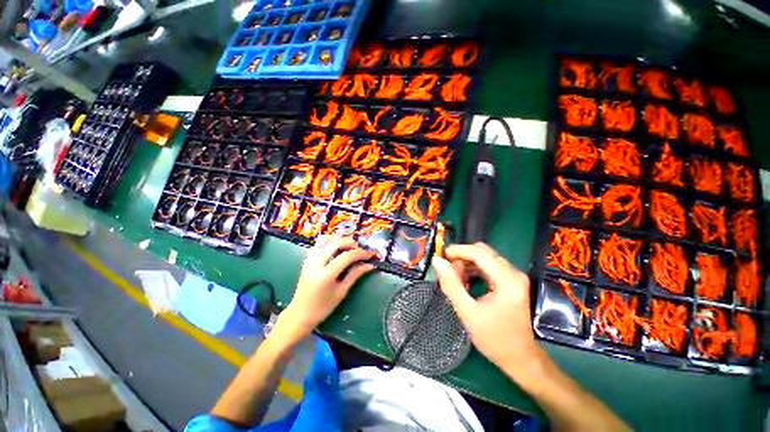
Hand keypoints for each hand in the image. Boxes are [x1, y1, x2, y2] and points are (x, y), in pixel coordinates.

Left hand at [278, 235, 374, 340]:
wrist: (300, 313)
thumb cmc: (323, 307)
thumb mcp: (341, 292)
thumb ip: (355, 275)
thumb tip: (369, 265)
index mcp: (325, 274)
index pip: (346, 256)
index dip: (361, 253)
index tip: (370, 255)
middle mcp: (316, 262)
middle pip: (336, 242)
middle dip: (351, 243)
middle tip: (360, 250)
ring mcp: (310, 259)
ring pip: (326, 239)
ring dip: (340, 239)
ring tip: (349, 248)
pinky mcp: (307, 258)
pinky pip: (320, 243)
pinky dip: (331, 242)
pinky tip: (338, 249)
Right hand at [432, 243, 543, 382]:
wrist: (520, 358)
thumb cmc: (494, 339)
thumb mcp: (467, 312)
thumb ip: (451, 285)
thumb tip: (437, 262)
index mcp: (507, 280)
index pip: (479, 253)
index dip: (457, 251)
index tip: (441, 256)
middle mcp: (513, 273)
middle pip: (483, 252)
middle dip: (461, 257)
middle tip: (447, 270)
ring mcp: (514, 276)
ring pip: (485, 258)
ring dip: (467, 263)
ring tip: (455, 278)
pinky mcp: (511, 281)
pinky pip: (488, 267)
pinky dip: (474, 270)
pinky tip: (465, 282)